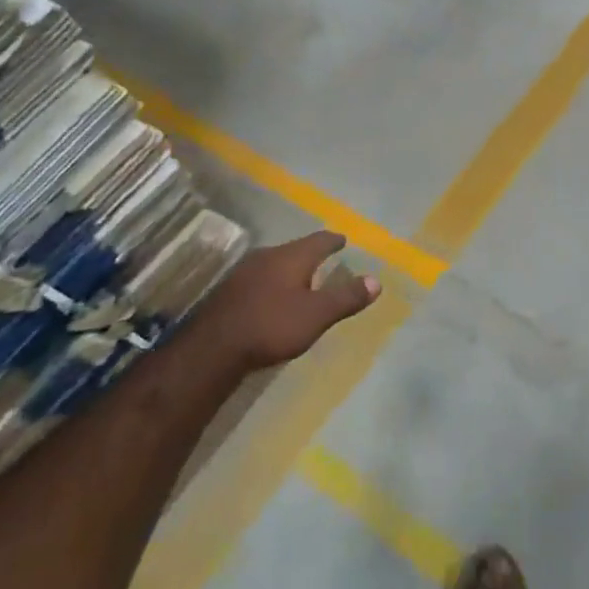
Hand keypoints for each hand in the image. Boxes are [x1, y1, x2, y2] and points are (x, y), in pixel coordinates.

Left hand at [190, 231, 380, 371]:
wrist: (212, 348)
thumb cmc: (271, 326)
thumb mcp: (316, 315)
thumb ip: (346, 297)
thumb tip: (376, 281)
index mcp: (291, 256)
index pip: (319, 240)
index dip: (333, 240)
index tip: (343, 240)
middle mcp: (267, 256)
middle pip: (296, 249)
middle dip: (311, 254)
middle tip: (325, 261)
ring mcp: (244, 272)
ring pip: (275, 263)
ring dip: (290, 270)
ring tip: (302, 280)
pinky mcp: (229, 291)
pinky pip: (260, 279)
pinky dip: (273, 284)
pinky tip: (273, 298)